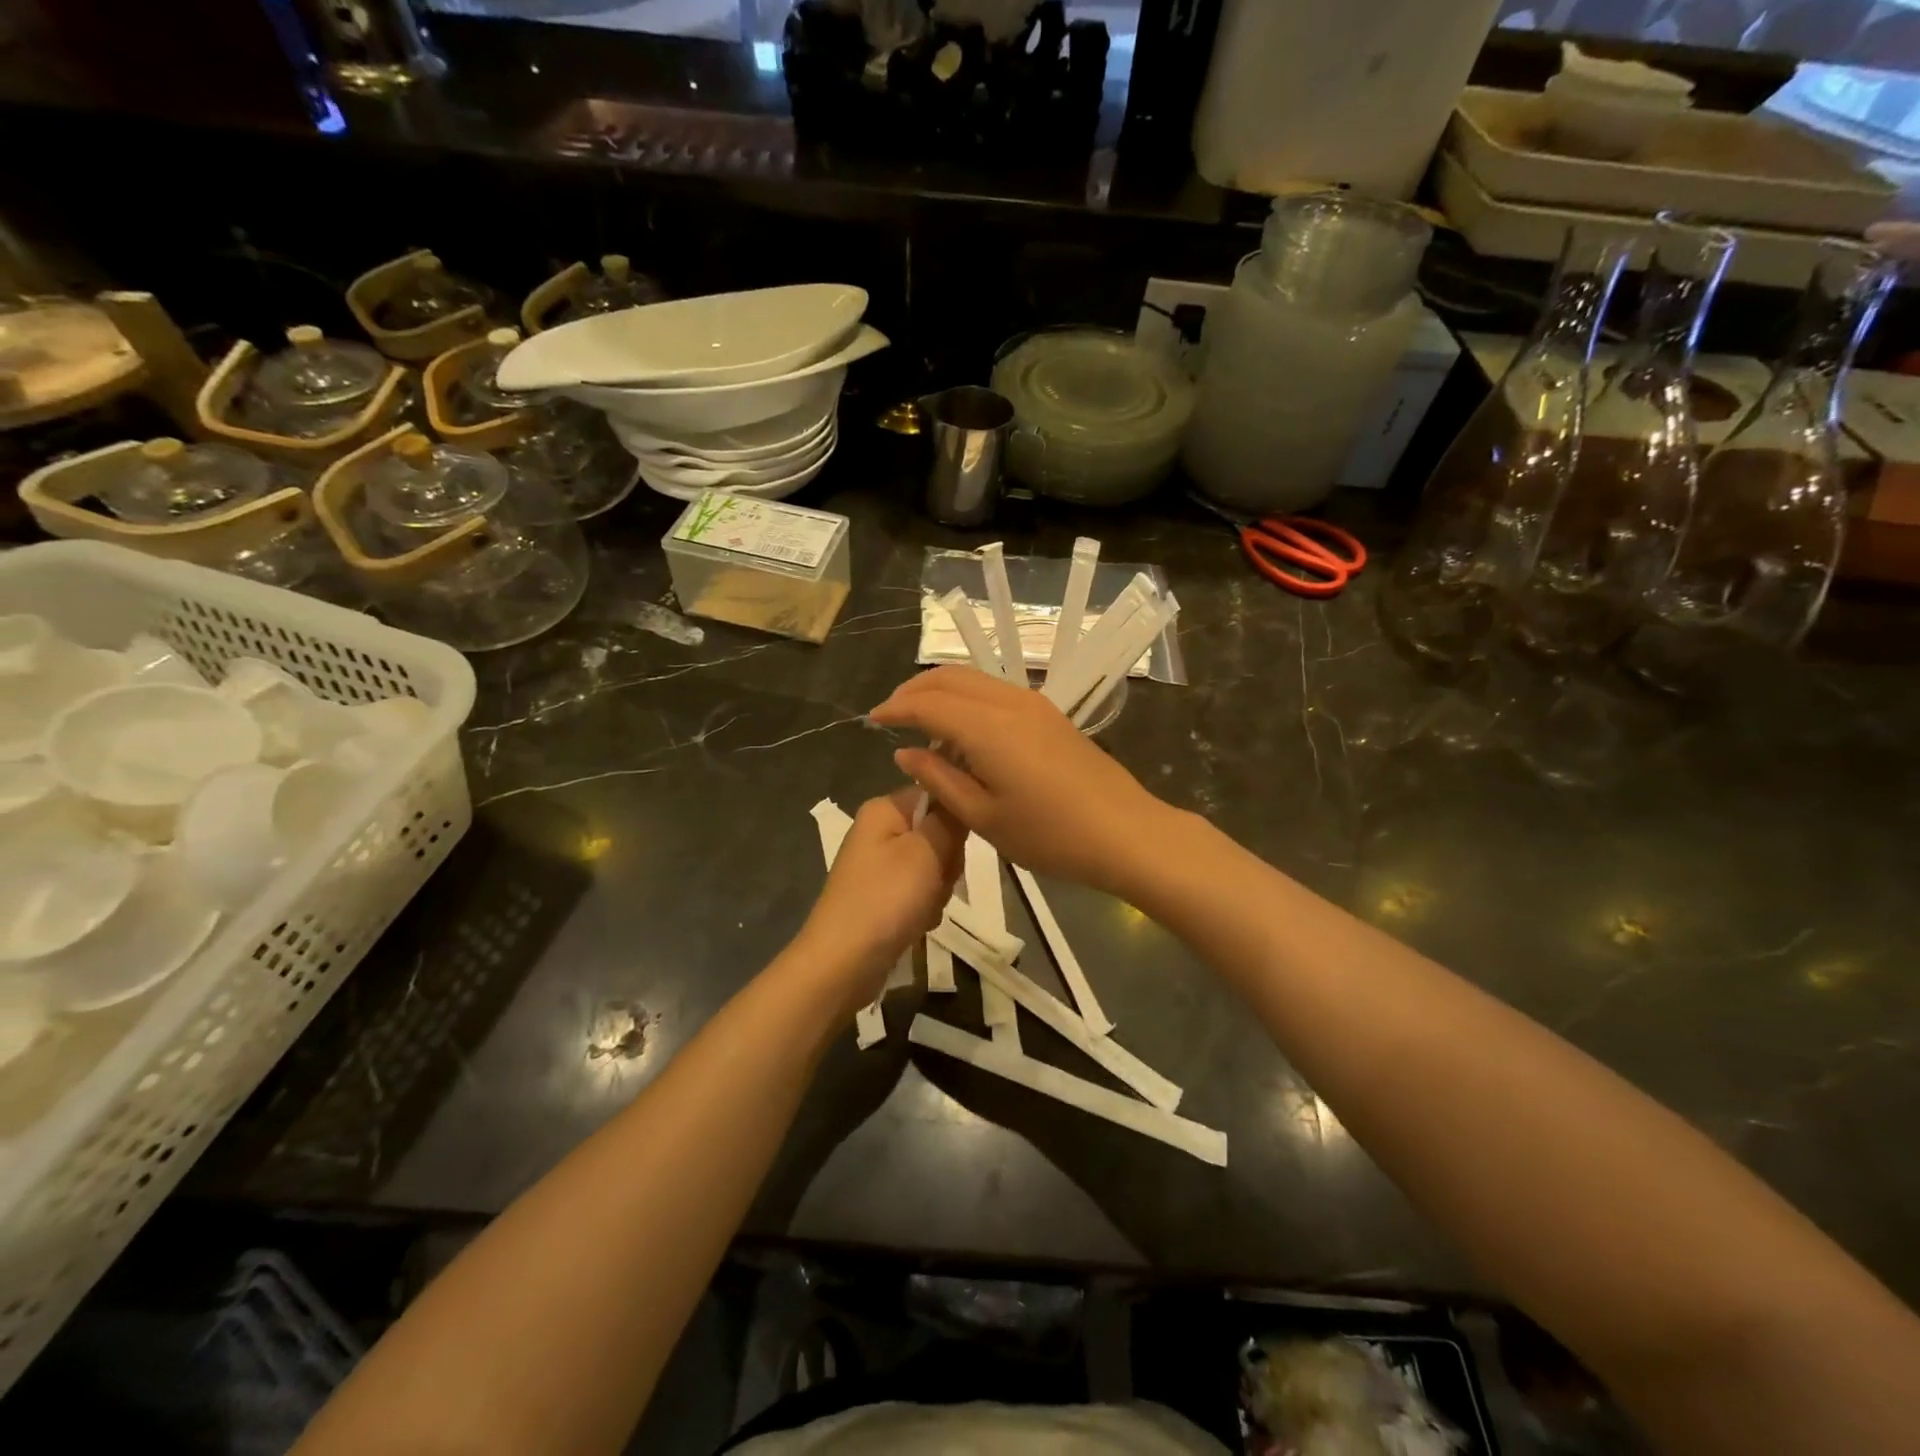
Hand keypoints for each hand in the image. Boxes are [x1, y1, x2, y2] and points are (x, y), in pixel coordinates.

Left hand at [794, 788, 963, 1013]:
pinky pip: (919, 891)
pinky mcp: (882, 895)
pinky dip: (924, 908)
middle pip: (937, 832)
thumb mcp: (926, 851)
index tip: (958, 845)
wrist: (842, 963)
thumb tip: (959, 793)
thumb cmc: (885, 898)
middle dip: (947, 861)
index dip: (955, 820)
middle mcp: (879, 831)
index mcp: (884, 809)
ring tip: (925, 908)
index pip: (937, 794)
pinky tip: (917, 923)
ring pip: (933, 866)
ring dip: (938, 889)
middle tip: (938, 882)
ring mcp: (879, 865)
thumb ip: (949, 820)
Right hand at [869, 666, 1176, 897]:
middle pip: (950, 678)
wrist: (1125, 832)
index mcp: (987, 727)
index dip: (896, 709)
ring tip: (920, 718)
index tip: (872, 720)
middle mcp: (1008, 701)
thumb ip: (940, 779)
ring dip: (941, 690)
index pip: (927, 704)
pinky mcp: (1049, 714)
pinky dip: (967, 697)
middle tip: (891, 714)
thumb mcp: (984, 817)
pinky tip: (961, 727)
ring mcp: (1033, 704)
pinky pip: (995, 691)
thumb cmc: (1050, 835)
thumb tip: (906, 754)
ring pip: (974, 678)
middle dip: (914, 690)